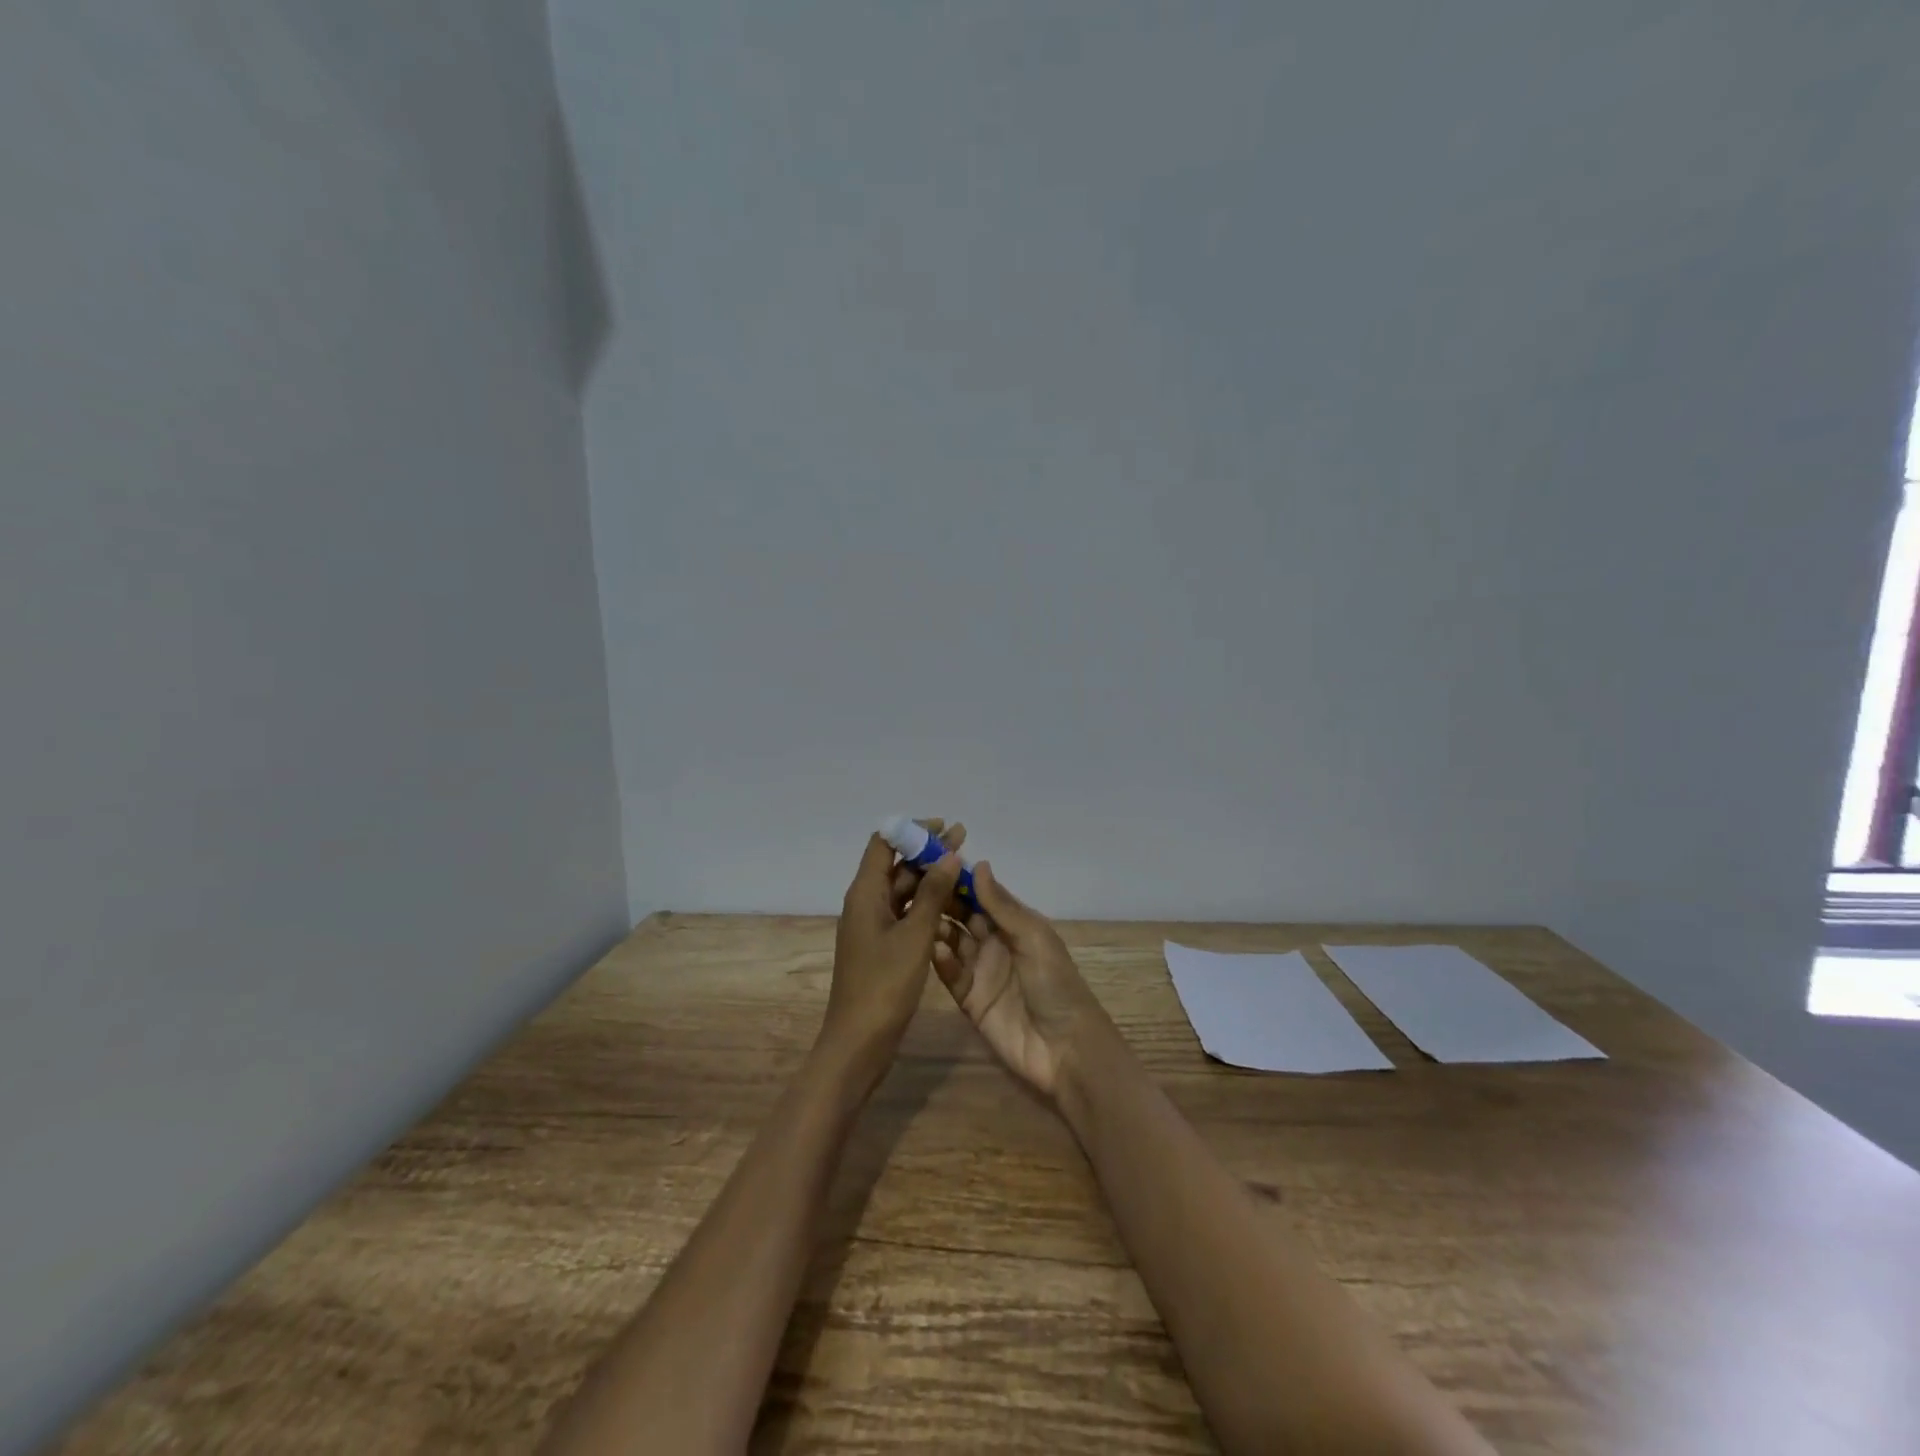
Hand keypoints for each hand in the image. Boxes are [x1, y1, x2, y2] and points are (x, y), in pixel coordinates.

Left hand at [819, 827, 964, 1083]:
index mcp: (864, 893)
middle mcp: (866, 903)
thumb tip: (949, 854)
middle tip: (963, 839)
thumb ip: (933, 893)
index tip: (943, 827)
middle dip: (927, 851)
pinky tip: (953, 902)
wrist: (859, 1042)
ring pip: (903, 890)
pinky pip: (905, 913)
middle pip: (895, 865)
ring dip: (930, 877)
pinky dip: (927, 903)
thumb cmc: (885, 985)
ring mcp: (873, 926)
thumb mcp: (915, 936)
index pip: (884, 843)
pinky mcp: (883, 946)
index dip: (911, 831)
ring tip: (964, 867)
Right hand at [931, 862, 1114, 1100]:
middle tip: (913, 885)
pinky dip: (939, 960)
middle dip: (941, 900)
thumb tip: (978, 864)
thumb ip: (1002, 906)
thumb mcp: (1034, 938)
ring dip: (936, 928)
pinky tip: (930, 949)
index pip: (982, 894)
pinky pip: (949, 974)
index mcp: (1015, 924)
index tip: (931, 860)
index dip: (960, 879)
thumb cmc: (1056, 984)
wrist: (1064, 1049)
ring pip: (951, 942)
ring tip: (916, 915)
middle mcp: (995, 942)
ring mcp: (980, 971)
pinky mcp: (969, 999)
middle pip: (962, 915)